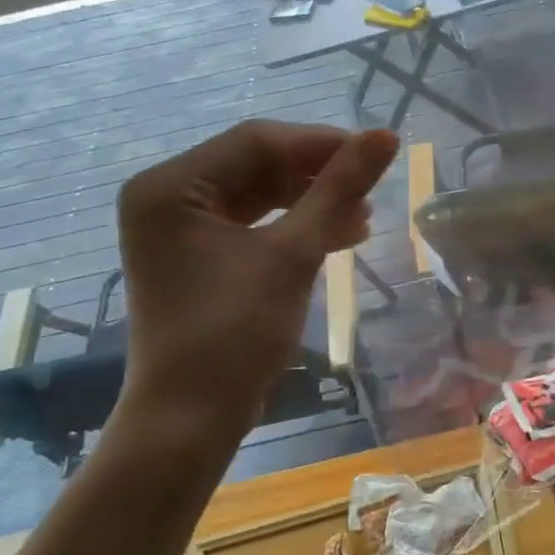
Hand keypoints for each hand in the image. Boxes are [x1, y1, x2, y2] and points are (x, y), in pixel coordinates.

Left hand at [114, 121, 397, 442]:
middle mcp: (168, 198)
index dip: (320, 143)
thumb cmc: (235, 332)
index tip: (376, 152)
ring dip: (312, 203)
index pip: (256, 142)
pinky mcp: (199, 257)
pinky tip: (340, 235)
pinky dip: (296, 228)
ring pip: (260, 195)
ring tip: (363, 217)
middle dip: (317, 176)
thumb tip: (386, 136)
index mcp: (172, 186)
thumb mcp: (293, 253)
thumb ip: (338, 190)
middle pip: (256, 166)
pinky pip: (254, 225)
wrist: (193, 418)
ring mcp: (181, 230)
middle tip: (371, 187)